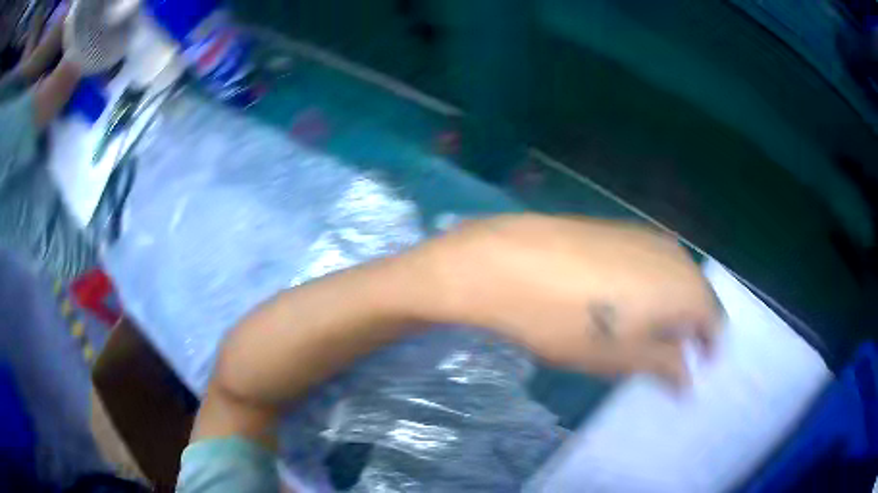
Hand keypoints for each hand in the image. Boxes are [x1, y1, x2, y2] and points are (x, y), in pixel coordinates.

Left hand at [406, 214, 720, 385]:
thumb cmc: (568, 319)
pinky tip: (623, 302)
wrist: (506, 262)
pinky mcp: (616, 228)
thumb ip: (664, 365)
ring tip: (646, 334)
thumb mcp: (620, 356)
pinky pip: (649, 262)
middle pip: (697, 295)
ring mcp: (643, 234)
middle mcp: (673, 253)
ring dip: (669, 306)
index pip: (714, 320)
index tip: (696, 369)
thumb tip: (687, 379)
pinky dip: (649, 286)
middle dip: (690, 327)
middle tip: (670, 355)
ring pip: (673, 277)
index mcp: (684, 286)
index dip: (709, 347)